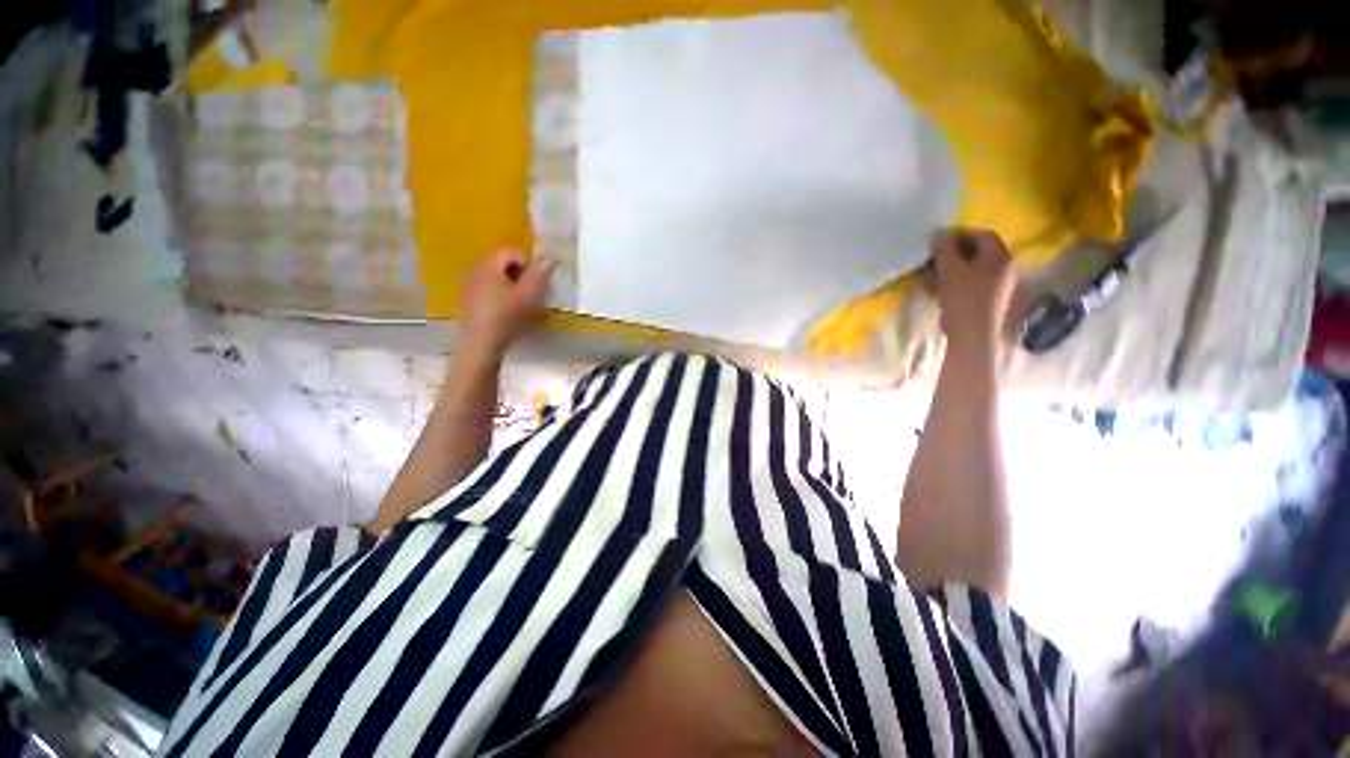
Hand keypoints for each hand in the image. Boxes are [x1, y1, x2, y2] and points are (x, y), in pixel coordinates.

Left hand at [458, 247, 553, 358]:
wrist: (480, 345)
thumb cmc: (506, 316)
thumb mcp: (529, 294)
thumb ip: (540, 274)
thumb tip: (548, 258)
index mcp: (488, 265)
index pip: (512, 251)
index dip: (529, 263)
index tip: (538, 283)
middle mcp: (475, 271)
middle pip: (503, 264)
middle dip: (522, 276)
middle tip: (534, 294)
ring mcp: (470, 288)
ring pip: (497, 280)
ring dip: (513, 288)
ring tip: (525, 306)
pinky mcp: (470, 304)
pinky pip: (491, 292)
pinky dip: (503, 298)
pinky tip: (511, 315)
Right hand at [930, 228, 1015, 353]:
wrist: (972, 336)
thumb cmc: (963, 299)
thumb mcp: (950, 270)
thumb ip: (944, 249)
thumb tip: (939, 233)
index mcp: (1000, 257)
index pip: (981, 235)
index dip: (958, 235)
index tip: (936, 242)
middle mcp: (1005, 268)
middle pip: (977, 253)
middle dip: (952, 254)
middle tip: (931, 260)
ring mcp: (999, 286)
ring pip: (971, 270)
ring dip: (950, 270)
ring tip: (930, 277)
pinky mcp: (989, 301)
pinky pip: (970, 285)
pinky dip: (954, 283)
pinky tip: (937, 291)